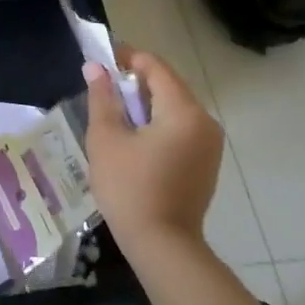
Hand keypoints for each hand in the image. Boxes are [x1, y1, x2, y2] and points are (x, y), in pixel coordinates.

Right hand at [82, 46, 222, 254]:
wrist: (163, 246)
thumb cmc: (130, 188)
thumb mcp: (106, 139)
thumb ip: (102, 98)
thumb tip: (95, 67)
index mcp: (183, 111)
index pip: (155, 67)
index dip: (127, 58)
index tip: (101, 60)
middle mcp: (205, 121)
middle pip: (168, 86)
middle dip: (136, 82)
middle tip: (103, 89)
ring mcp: (210, 144)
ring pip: (175, 108)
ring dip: (147, 104)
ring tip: (116, 114)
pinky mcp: (207, 163)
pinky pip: (182, 128)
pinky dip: (159, 124)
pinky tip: (135, 139)